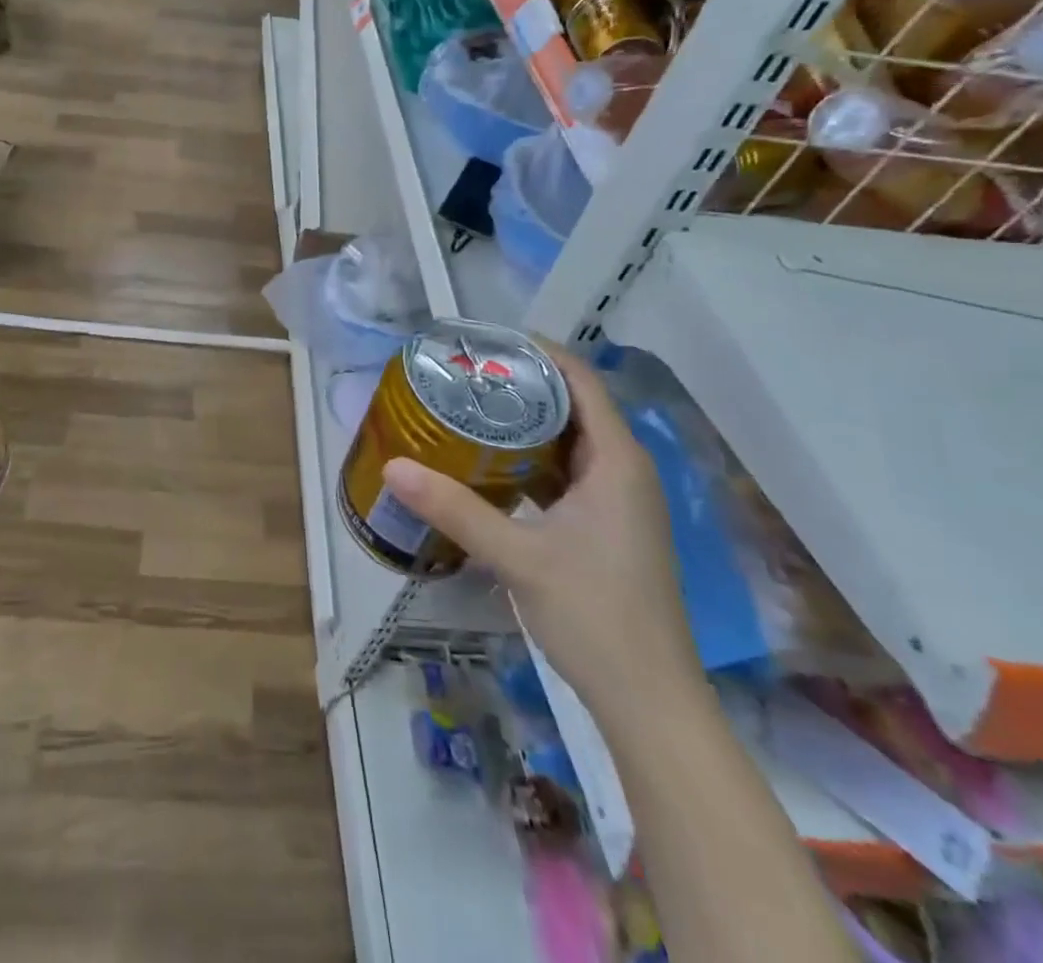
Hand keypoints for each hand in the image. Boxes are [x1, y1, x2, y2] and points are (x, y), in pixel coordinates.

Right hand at [383, 342, 700, 712]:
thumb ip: (454, 508)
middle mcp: (622, 470)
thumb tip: (393, 465)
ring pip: (567, 441)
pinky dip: (529, 460)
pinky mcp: (605, 527)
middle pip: (572, 405)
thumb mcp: (517, 556)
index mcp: (616, 461)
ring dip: (523, 423)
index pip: (580, 380)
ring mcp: (617, 501)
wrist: (648, 700)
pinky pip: (565, 473)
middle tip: (462, 375)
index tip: (483, 342)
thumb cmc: (594, 614)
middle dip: (520, 384)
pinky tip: (488, 466)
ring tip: (467, 409)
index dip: (536, 352)